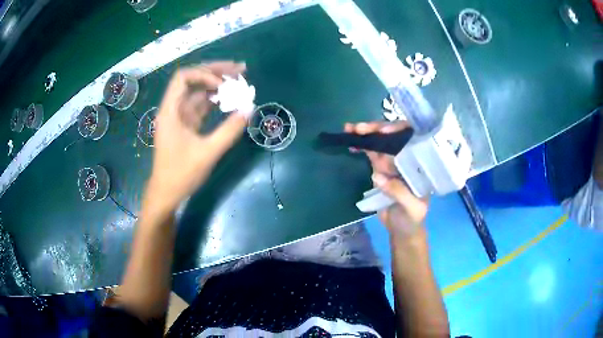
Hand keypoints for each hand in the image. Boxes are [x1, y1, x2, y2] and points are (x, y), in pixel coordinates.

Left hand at [147, 62, 248, 213]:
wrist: (167, 194)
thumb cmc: (181, 174)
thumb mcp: (207, 153)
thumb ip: (229, 131)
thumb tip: (249, 109)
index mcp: (171, 111)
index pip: (183, 77)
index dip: (204, 74)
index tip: (223, 84)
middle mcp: (174, 109)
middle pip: (193, 80)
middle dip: (215, 72)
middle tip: (240, 69)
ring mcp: (180, 117)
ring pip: (198, 92)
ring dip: (217, 85)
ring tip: (240, 80)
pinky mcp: (186, 125)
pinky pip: (201, 106)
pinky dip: (215, 101)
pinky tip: (230, 98)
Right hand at [344, 121, 427, 239]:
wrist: (402, 230)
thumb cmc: (413, 219)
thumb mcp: (412, 208)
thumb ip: (399, 193)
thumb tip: (377, 176)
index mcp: (420, 165)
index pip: (412, 140)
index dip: (399, 132)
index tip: (384, 132)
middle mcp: (407, 159)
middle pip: (393, 138)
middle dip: (376, 130)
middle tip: (359, 128)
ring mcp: (393, 164)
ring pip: (380, 144)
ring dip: (365, 135)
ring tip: (350, 129)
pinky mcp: (381, 170)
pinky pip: (371, 155)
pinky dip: (362, 147)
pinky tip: (352, 143)